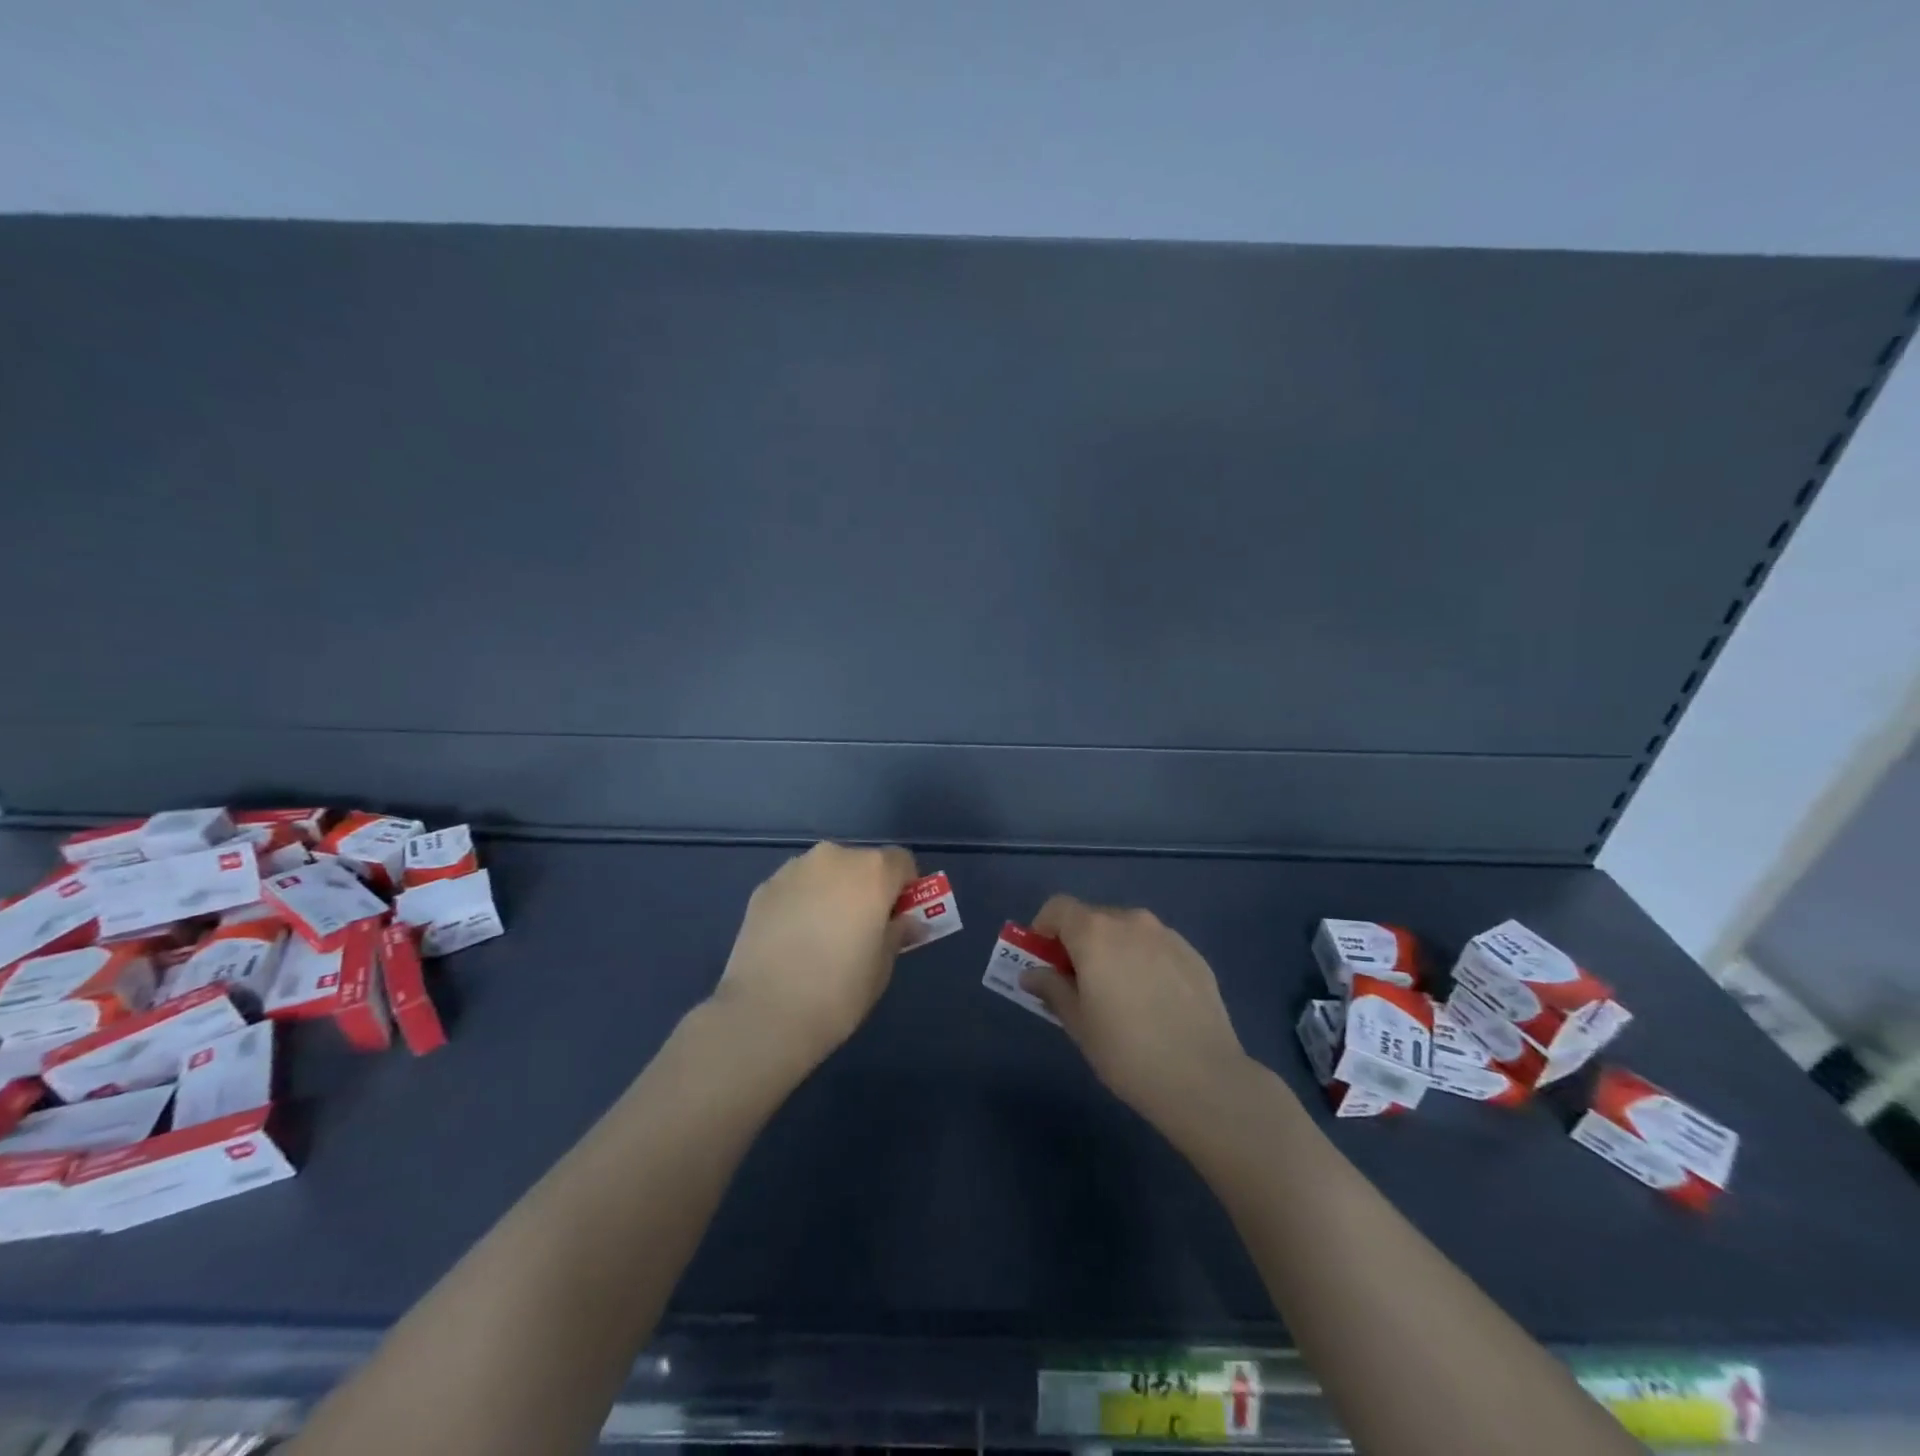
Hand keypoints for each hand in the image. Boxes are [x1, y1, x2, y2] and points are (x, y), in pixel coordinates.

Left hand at [712, 842, 918, 1071]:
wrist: (764, 1014)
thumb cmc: (838, 991)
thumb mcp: (882, 966)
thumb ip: (897, 933)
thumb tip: (906, 922)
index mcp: (872, 871)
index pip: (902, 862)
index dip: (904, 889)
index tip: (896, 919)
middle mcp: (834, 857)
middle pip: (862, 863)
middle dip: (866, 889)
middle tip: (860, 930)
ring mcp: (794, 869)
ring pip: (826, 873)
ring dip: (831, 892)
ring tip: (821, 937)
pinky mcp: (763, 888)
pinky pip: (796, 887)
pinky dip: (801, 903)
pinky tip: (792, 940)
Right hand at [1022, 894, 1252, 1133]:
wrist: (1203, 1078)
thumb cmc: (1126, 1051)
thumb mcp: (1078, 1024)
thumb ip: (1052, 989)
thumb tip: (1032, 974)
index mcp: (1095, 932)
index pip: (1058, 907)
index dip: (1044, 928)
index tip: (1044, 960)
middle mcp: (1131, 922)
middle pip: (1093, 917)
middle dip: (1079, 942)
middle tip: (1079, 983)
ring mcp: (1167, 936)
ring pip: (1127, 931)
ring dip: (1113, 949)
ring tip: (1120, 994)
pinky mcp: (1194, 955)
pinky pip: (1156, 947)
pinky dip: (1144, 961)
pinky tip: (1154, 1002)